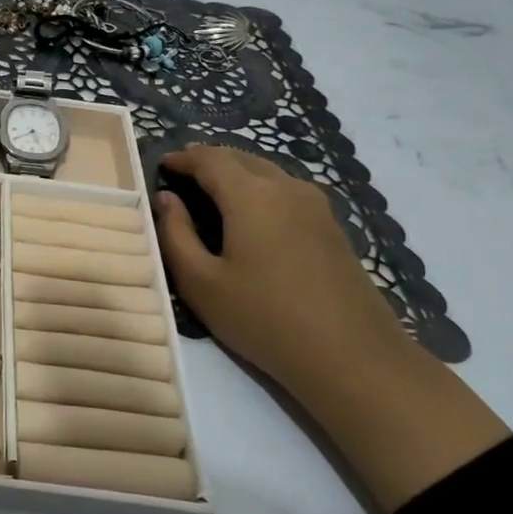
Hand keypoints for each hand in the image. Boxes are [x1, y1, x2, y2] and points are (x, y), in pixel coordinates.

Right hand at [155, 144, 412, 396]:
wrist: (351, 356)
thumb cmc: (264, 318)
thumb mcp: (201, 283)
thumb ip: (175, 234)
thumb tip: (165, 199)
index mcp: (251, 195)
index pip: (209, 158)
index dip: (182, 157)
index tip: (161, 165)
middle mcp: (286, 187)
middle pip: (241, 158)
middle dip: (208, 160)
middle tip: (181, 175)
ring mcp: (315, 205)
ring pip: (267, 171)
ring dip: (235, 172)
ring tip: (210, 192)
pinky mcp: (331, 226)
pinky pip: (285, 190)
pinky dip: (259, 189)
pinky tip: (249, 215)